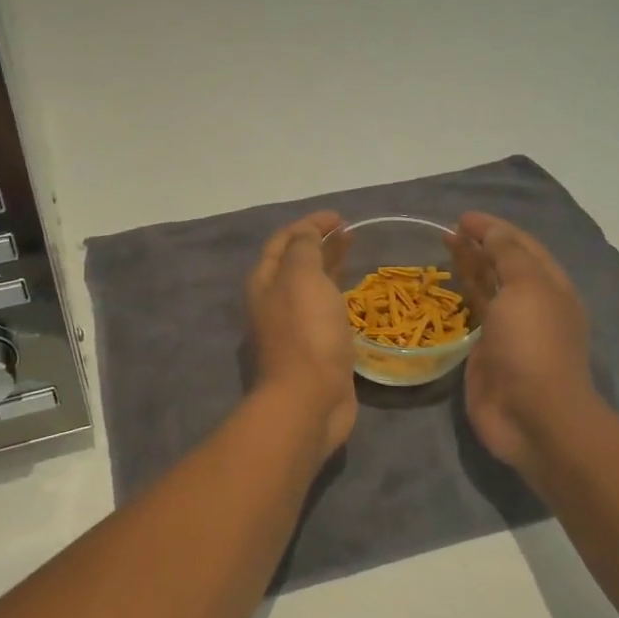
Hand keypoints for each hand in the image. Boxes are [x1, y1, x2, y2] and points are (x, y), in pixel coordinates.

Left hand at [246, 211, 358, 461]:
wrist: (308, 400)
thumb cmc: (305, 332)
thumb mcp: (302, 277)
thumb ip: (304, 248)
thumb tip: (306, 232)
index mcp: (264, 282)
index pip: (283, 242)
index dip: (308, 224)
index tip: (339, 217)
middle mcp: (273, 303)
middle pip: (295, 263)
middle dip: (318, 243)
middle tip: (349, 232)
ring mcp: (292, 328)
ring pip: (310, 287)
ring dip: (328, 266)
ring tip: (353, 253)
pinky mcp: (313, 349)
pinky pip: (324, 312)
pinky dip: (337, 295)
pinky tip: (354, 296)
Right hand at [451, 212, 604, 484]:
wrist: (532, 415)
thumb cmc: (532, 345)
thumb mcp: (526, 288)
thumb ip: (508, 255)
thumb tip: (491, 230)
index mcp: (550, 286)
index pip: (521, 246)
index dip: (494, 228)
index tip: (462, 217)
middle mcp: (531, 304)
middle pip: (503, 265)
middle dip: (479, 245)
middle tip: (447, 232)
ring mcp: (509, 330)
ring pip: (487, 289)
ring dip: (469, 267)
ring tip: (443, 250)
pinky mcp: (486, 352)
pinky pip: (473, 315)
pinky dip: (461, 297)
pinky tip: (444, 287)